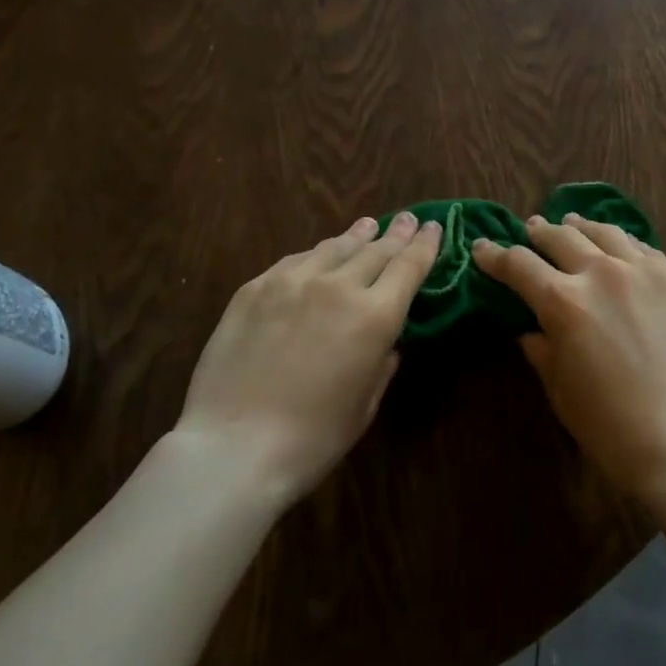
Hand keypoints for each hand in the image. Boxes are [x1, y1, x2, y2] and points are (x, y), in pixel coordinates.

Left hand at [171, 213, 440, 504]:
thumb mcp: (365, 407)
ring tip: (367, 226)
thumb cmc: (311, 440)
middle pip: (375, 250)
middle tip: (406, 219)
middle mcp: (338, 286)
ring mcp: (293, 281)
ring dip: (356, 236)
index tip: (433, 227)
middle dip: (395, 234)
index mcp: (375, 316)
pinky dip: (316, 255)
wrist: (232, 446)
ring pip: (334, 247)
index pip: (409, 267)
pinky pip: (295, 261)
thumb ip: (381, 365)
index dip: (424, 245)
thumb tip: (385, 344)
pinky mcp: (256, 287)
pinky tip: (318, 255)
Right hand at [473, 214, 665, 502]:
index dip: (494, 255)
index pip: (518, 264)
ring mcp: (643, 273)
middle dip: (538, 232)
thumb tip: (531, 329)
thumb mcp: (561, 391)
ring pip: (604, 232)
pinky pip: (643, 248)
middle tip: (529, 230)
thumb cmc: (612, 428)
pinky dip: (622, 241)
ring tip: (572, 222)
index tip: (481, 248)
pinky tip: (620, 245)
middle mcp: (601, 273)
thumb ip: (541, 349)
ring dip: (581, 226)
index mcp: (563, 301)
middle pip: (560, 237)